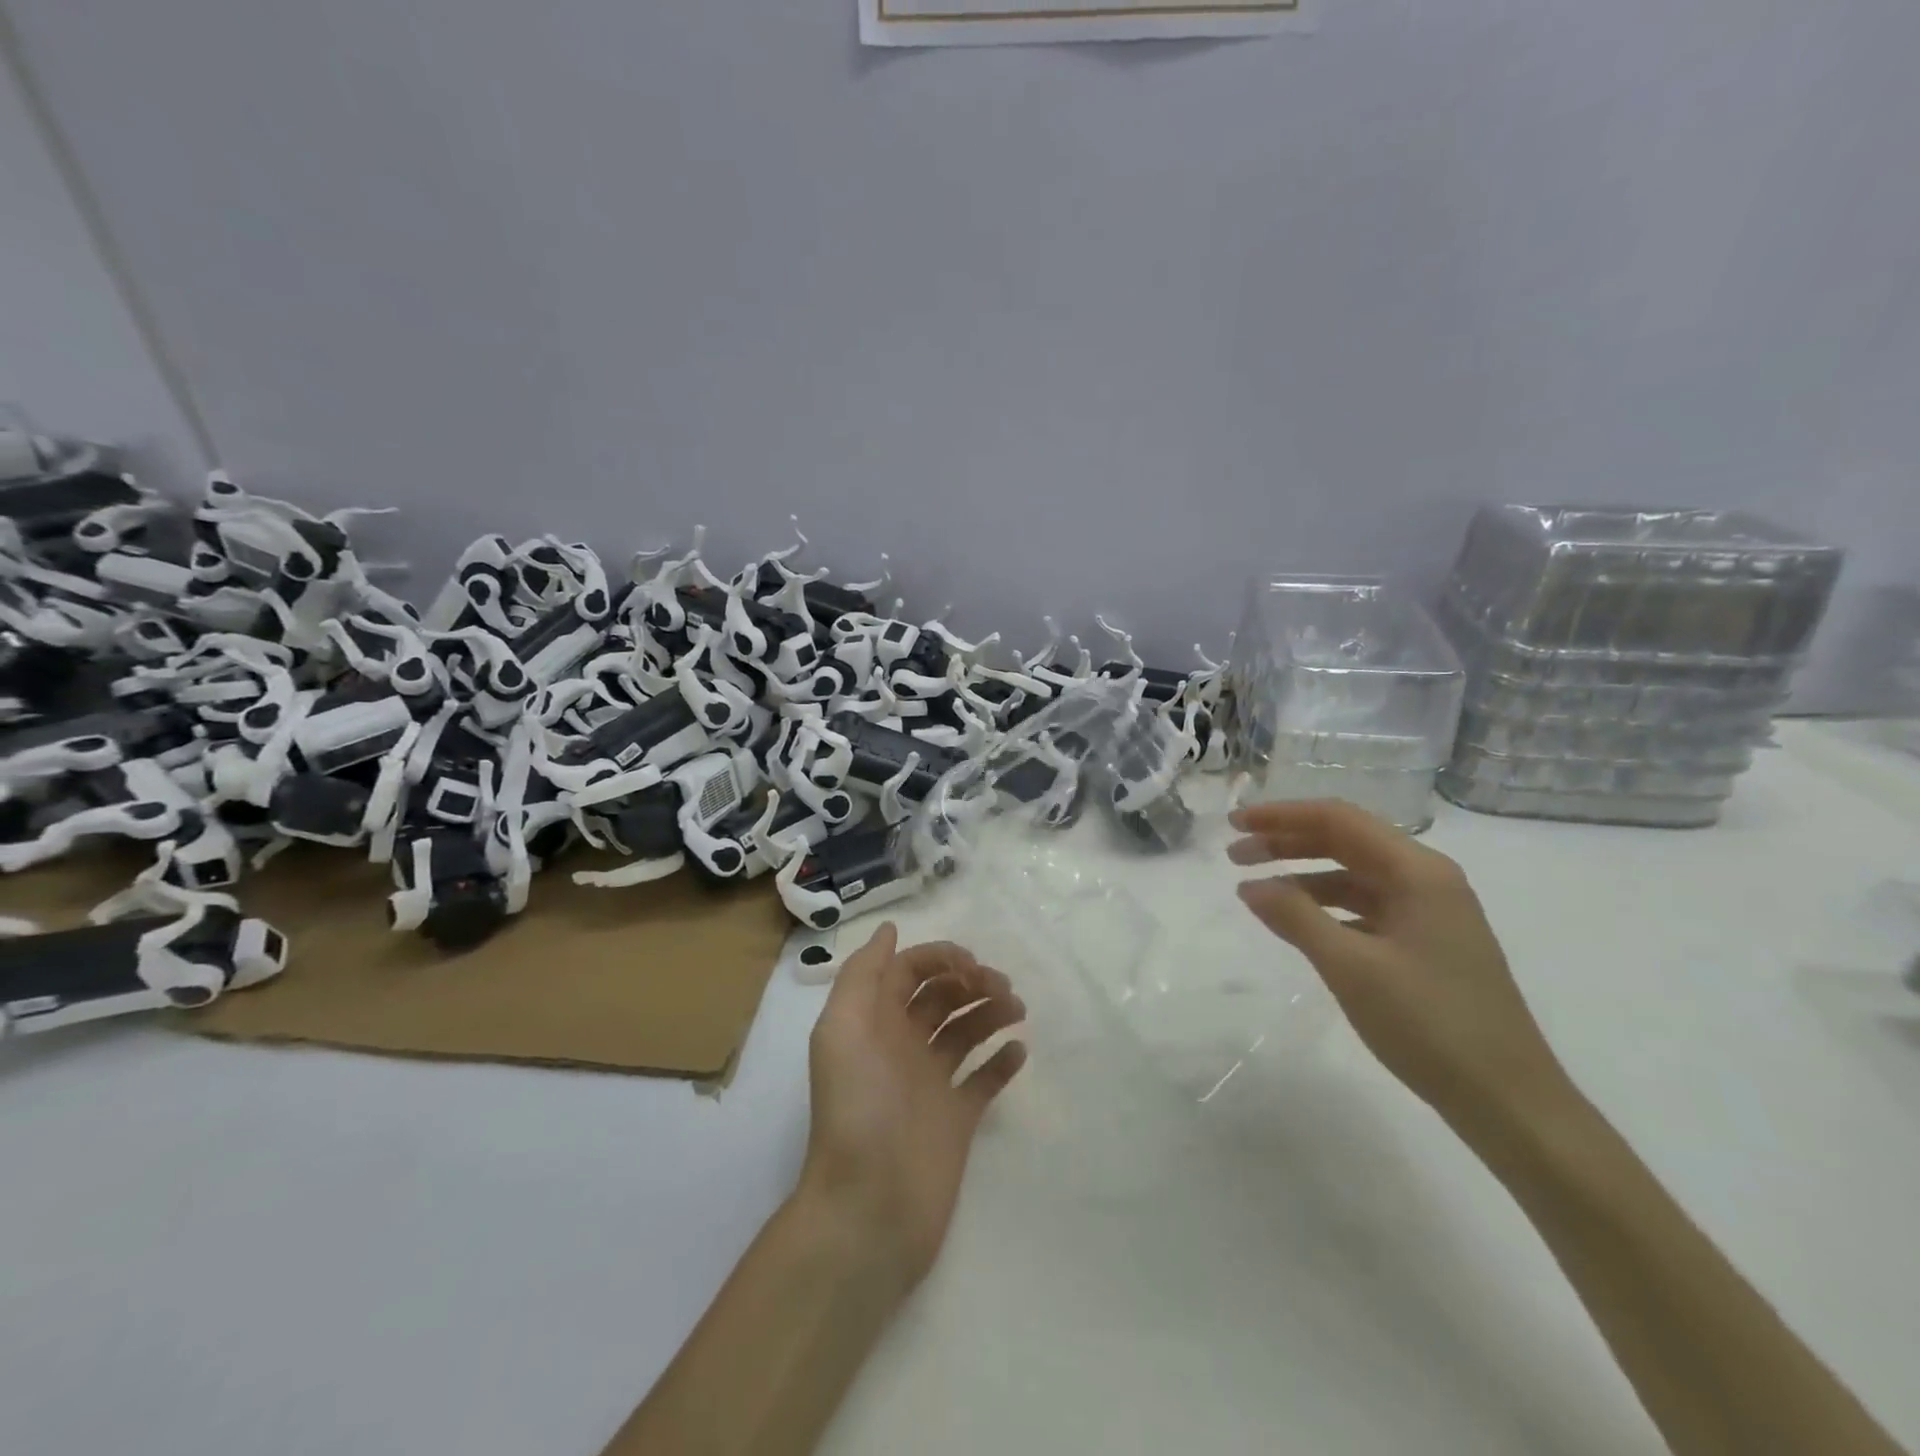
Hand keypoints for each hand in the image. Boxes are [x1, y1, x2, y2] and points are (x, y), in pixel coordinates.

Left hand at [799, 923, 1027, 1290]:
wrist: (869, 1210)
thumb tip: (888, 931)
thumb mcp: (842, 1031)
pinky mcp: (957, 1119)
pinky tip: (1019, 1050)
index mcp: (874, 1023)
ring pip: (966, 1031)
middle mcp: (902, 1046)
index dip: (940, 959)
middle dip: (971, 982)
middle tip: (1001, 988)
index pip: (909, 972)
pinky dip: (1003, 1061)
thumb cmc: (856, 1111)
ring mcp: (931, 1083)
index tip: (972, 965)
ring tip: (1016, 1010)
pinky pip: (985, 1080)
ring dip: (992, 1012)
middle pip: (942, 997)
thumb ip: (862, 976)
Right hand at [1228, 799, 1569, 1132]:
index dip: (1281, 816)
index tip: (1235, 824)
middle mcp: (1427, 880)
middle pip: (1346, 841)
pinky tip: (1297, 924)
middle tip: (1234, 855)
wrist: (1510, 1103)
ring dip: (1302, 875)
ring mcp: (1429, 913)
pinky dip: (1325, 907)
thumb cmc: (1430, 1024)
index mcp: (1418, 871)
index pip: (1339, 819)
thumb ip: (1296, 917)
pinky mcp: (1426, 944)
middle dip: (1287, 842)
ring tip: (1255, 890)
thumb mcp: (1351, 967)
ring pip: (1354, 875)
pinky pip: (1365, 908)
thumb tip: (1250, 886)